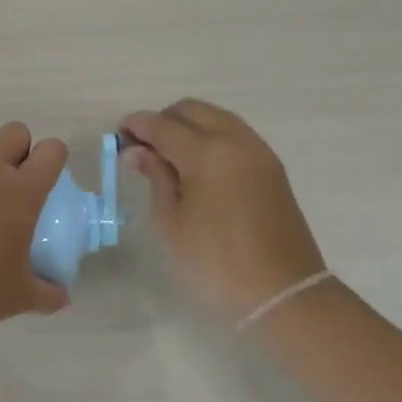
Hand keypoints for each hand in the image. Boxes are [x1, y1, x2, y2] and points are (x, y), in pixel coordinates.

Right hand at [120, 99, 325, 323]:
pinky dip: (210, 136)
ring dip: (188, 126)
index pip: (162, 125)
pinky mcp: (271, 166)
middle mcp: (235, 141)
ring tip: (169, 157)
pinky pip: (234, 134)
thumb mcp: (171, 222)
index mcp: (207, 153)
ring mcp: (258, 151)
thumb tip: (137, 151)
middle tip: (144, 147)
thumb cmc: (215, 261)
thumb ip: (155, 177)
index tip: (118, 136)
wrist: (282, 292)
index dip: (136, 126)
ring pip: (215, 117)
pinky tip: (198, 165)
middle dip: (163, 120)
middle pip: (191, 110)